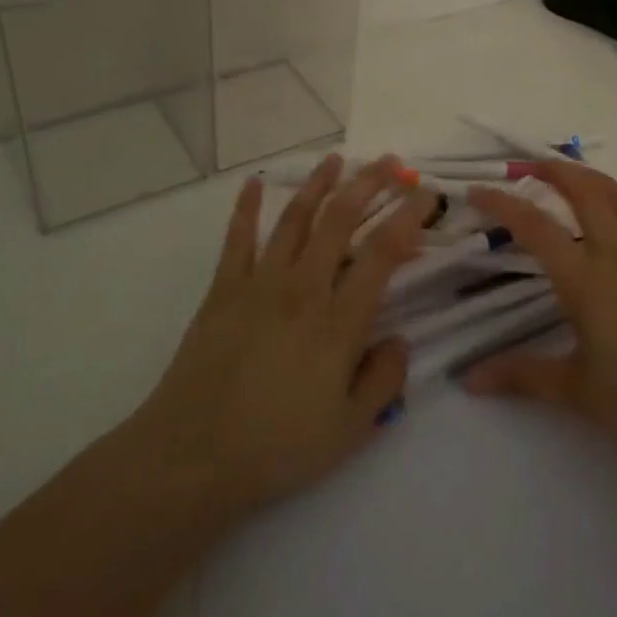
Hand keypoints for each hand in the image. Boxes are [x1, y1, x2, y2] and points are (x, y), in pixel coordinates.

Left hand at [126, 155, 433, 525]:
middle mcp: (302, 289)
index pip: (382, 254)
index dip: (407, 217)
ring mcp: (259, 284)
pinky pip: (238, 239)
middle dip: (369, 184)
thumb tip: (400, 339)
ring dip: (318, 184)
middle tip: (390, 162)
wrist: (190, 457)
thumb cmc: (276, 447)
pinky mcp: (223, 290)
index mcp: (338, 321)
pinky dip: (246, 208)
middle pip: (340, 220)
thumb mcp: (350, 430)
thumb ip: (384, 381)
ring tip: (337, 159)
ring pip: (295, 219)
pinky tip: (253, 183)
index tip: (426, 193)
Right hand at [464, 163, 616, 465]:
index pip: (537, 228)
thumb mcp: (573, 391)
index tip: (477, 191)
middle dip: (556, 170)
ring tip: (572, 178)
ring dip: (595, 180)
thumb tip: (467, 379)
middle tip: (529, 167)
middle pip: (588, 194)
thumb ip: (519, 375)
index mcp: (586, 282)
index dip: (504, 204)